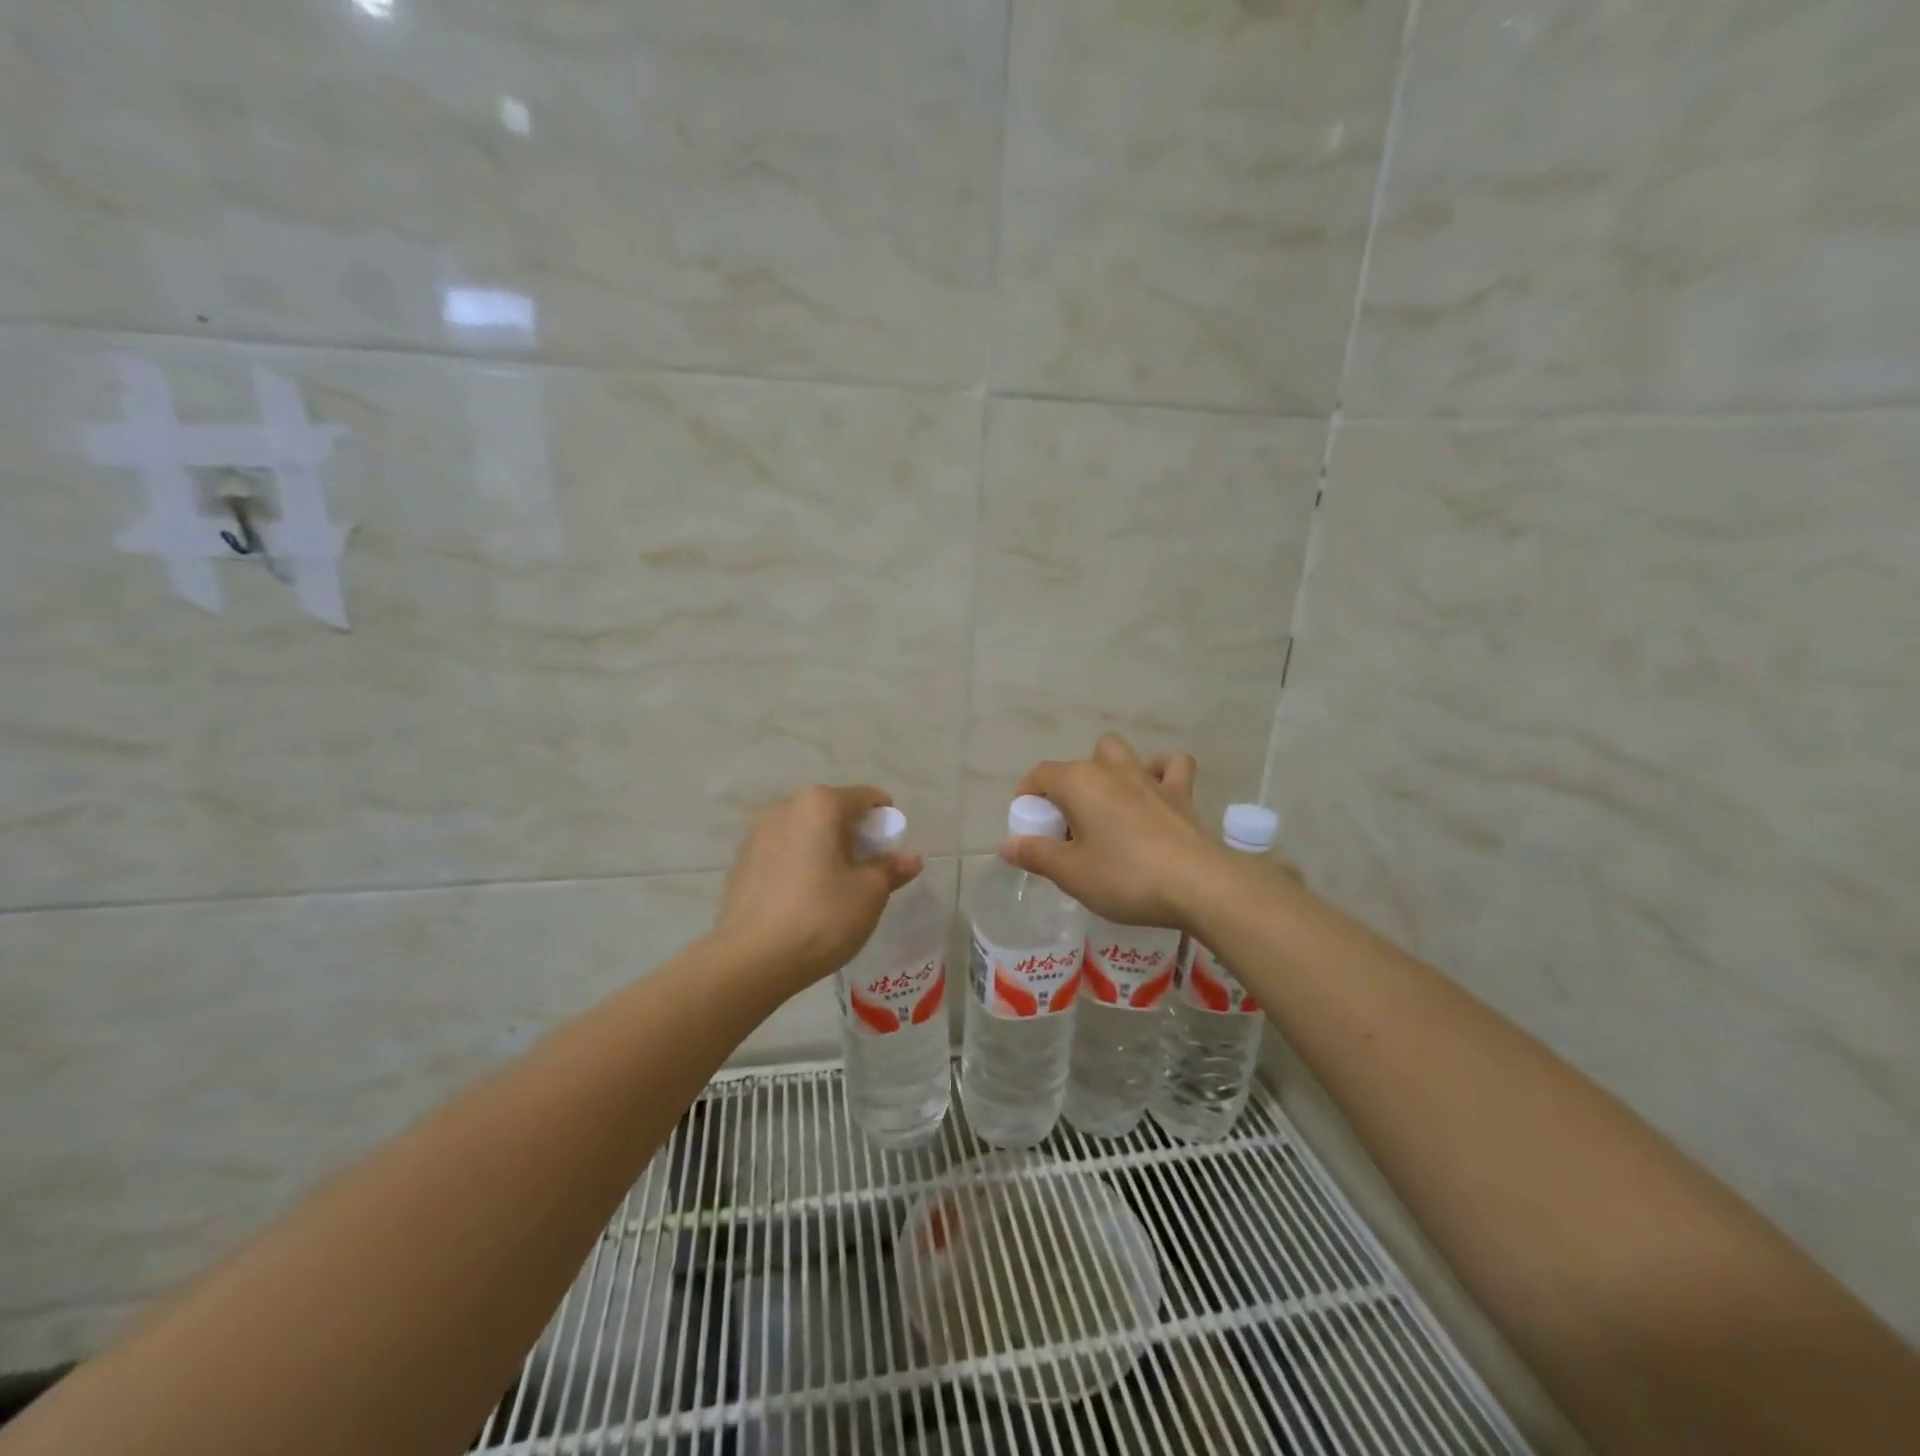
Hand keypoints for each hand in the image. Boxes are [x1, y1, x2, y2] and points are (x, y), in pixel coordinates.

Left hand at [712, 784, 922, 990]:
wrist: (750, 960)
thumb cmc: (821, 917)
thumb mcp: (869, 894)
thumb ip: (891, 869)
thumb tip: (910, 858)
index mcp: (820, 804)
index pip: (865, 798)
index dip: (885, 819)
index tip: (892, 848)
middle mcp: (785, 807)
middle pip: (832, 811)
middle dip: (853, 834)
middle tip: (867, 869)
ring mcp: (757, 833)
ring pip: (805, 830)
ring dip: (824, 847)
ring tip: (834, 885)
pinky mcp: (741, 861)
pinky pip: (782, 851)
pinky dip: (799, 862)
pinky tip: (804, 896)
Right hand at [1001, 734, 1221, 928]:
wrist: (1198, 885)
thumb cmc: (1125, 877)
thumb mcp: (1071, 874)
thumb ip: (1036, 855)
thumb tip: (1006, 845)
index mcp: (1079, 783)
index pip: (1040, 775)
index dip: (1028, 797)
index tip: (1029, 827)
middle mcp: (1111, 770)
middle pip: (1080, 763)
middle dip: (1069, 786)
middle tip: (1070, 826)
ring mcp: (1149, 778)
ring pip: (1121, 753)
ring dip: (1109, 770)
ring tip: (1108, 805)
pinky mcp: (1181, 793)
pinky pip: (1170, 766)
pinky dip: (1161, 772)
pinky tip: (1155, 792)